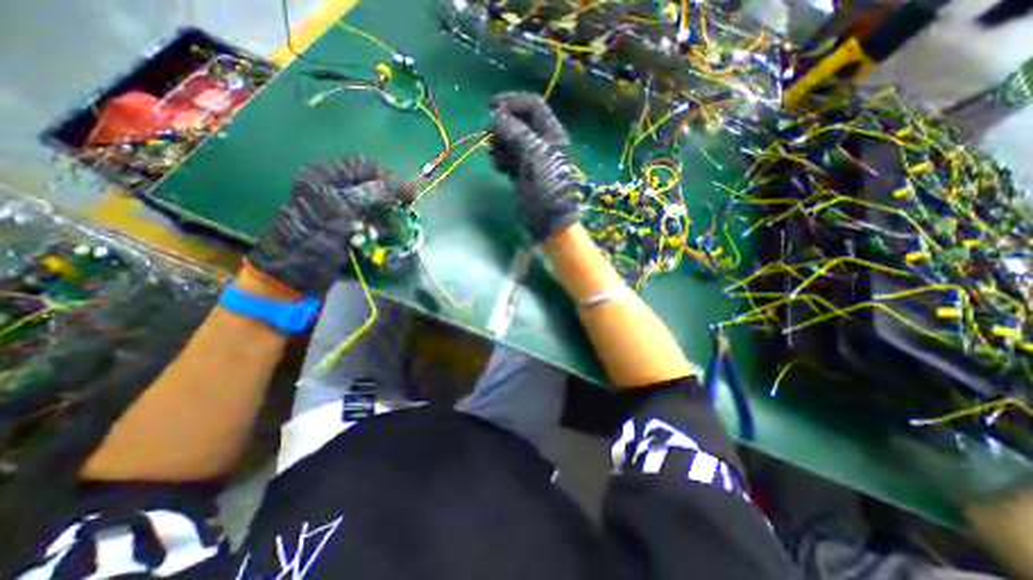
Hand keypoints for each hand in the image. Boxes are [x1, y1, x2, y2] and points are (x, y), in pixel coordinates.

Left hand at [245, 156, 397, 297]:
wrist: (294, 272)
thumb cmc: (314, 237)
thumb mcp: (341, 209)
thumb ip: (369, 193)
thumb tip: (394, 186)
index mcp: (326, 176)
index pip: (365, 167)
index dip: (389, 178)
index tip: (408, 196)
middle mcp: (333, 188)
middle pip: (371, 187)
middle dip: (387, 203)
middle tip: (402, 215)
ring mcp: (339, 208)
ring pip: (372, 207)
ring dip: (381, 220)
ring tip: (383, 234)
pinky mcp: (344, 226)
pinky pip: (367, 223)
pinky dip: (372, 231)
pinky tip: (370, 240)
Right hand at [488, 92, 584, 244]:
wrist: (550, 221)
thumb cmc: (546, 188)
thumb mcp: (534, 156)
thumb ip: (516, 132)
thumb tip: (498, 115)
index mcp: (552, 133)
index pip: (532, 105)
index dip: (512, 102)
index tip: (489, 108)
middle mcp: (543, 143)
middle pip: (519, 122)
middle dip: (502, 127)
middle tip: (490, 139)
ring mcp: (533, 159)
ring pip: (511, 140)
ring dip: (499, 145)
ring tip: (496, 159)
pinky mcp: (524, 173)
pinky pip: (509, 157)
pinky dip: (501, 159)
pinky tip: (499, 168)